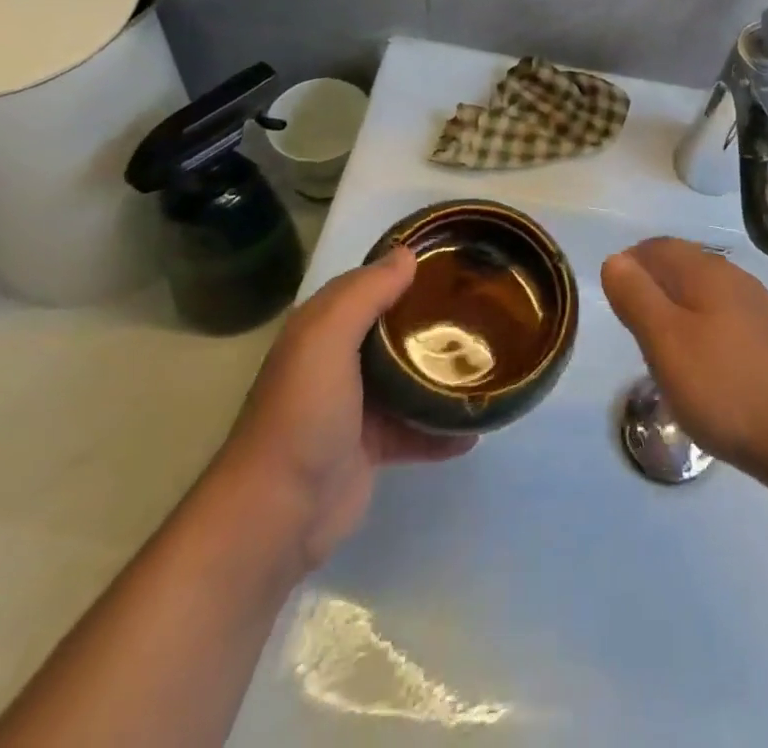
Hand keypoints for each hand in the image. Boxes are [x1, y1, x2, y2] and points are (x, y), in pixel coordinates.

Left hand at [213, 246, 472, 569]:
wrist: (278, 514)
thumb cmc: (303, 414)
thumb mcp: (326, 339)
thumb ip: (365, 294)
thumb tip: (407, 254)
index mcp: (324, 328)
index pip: (370, 284)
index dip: (407, 268)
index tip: (455, 257)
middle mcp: (340, 360)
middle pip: (396, 328)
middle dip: (435, 316)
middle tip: (484, 303)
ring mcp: (358, 405)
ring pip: (410, 377)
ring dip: (443, 370)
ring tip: (489, 358)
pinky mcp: (374, 446)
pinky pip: (418, 429)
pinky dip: (444, 428)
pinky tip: (477, 425)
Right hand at [601, 238, 767, 484]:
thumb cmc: (726, 386)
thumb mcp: (666, 342)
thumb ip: (637, 297)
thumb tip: (616, 260)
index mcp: (706, 272)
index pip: (660, 247)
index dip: (632, 261)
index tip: (612, 293)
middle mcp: (735, 280)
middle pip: (684, 265)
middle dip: (652, 283)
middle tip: (629, 319)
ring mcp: (759, 310)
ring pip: (705, 294)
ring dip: (677, 307)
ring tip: (658, 344)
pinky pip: (724, 319)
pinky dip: (701, 329)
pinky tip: (701, 364)